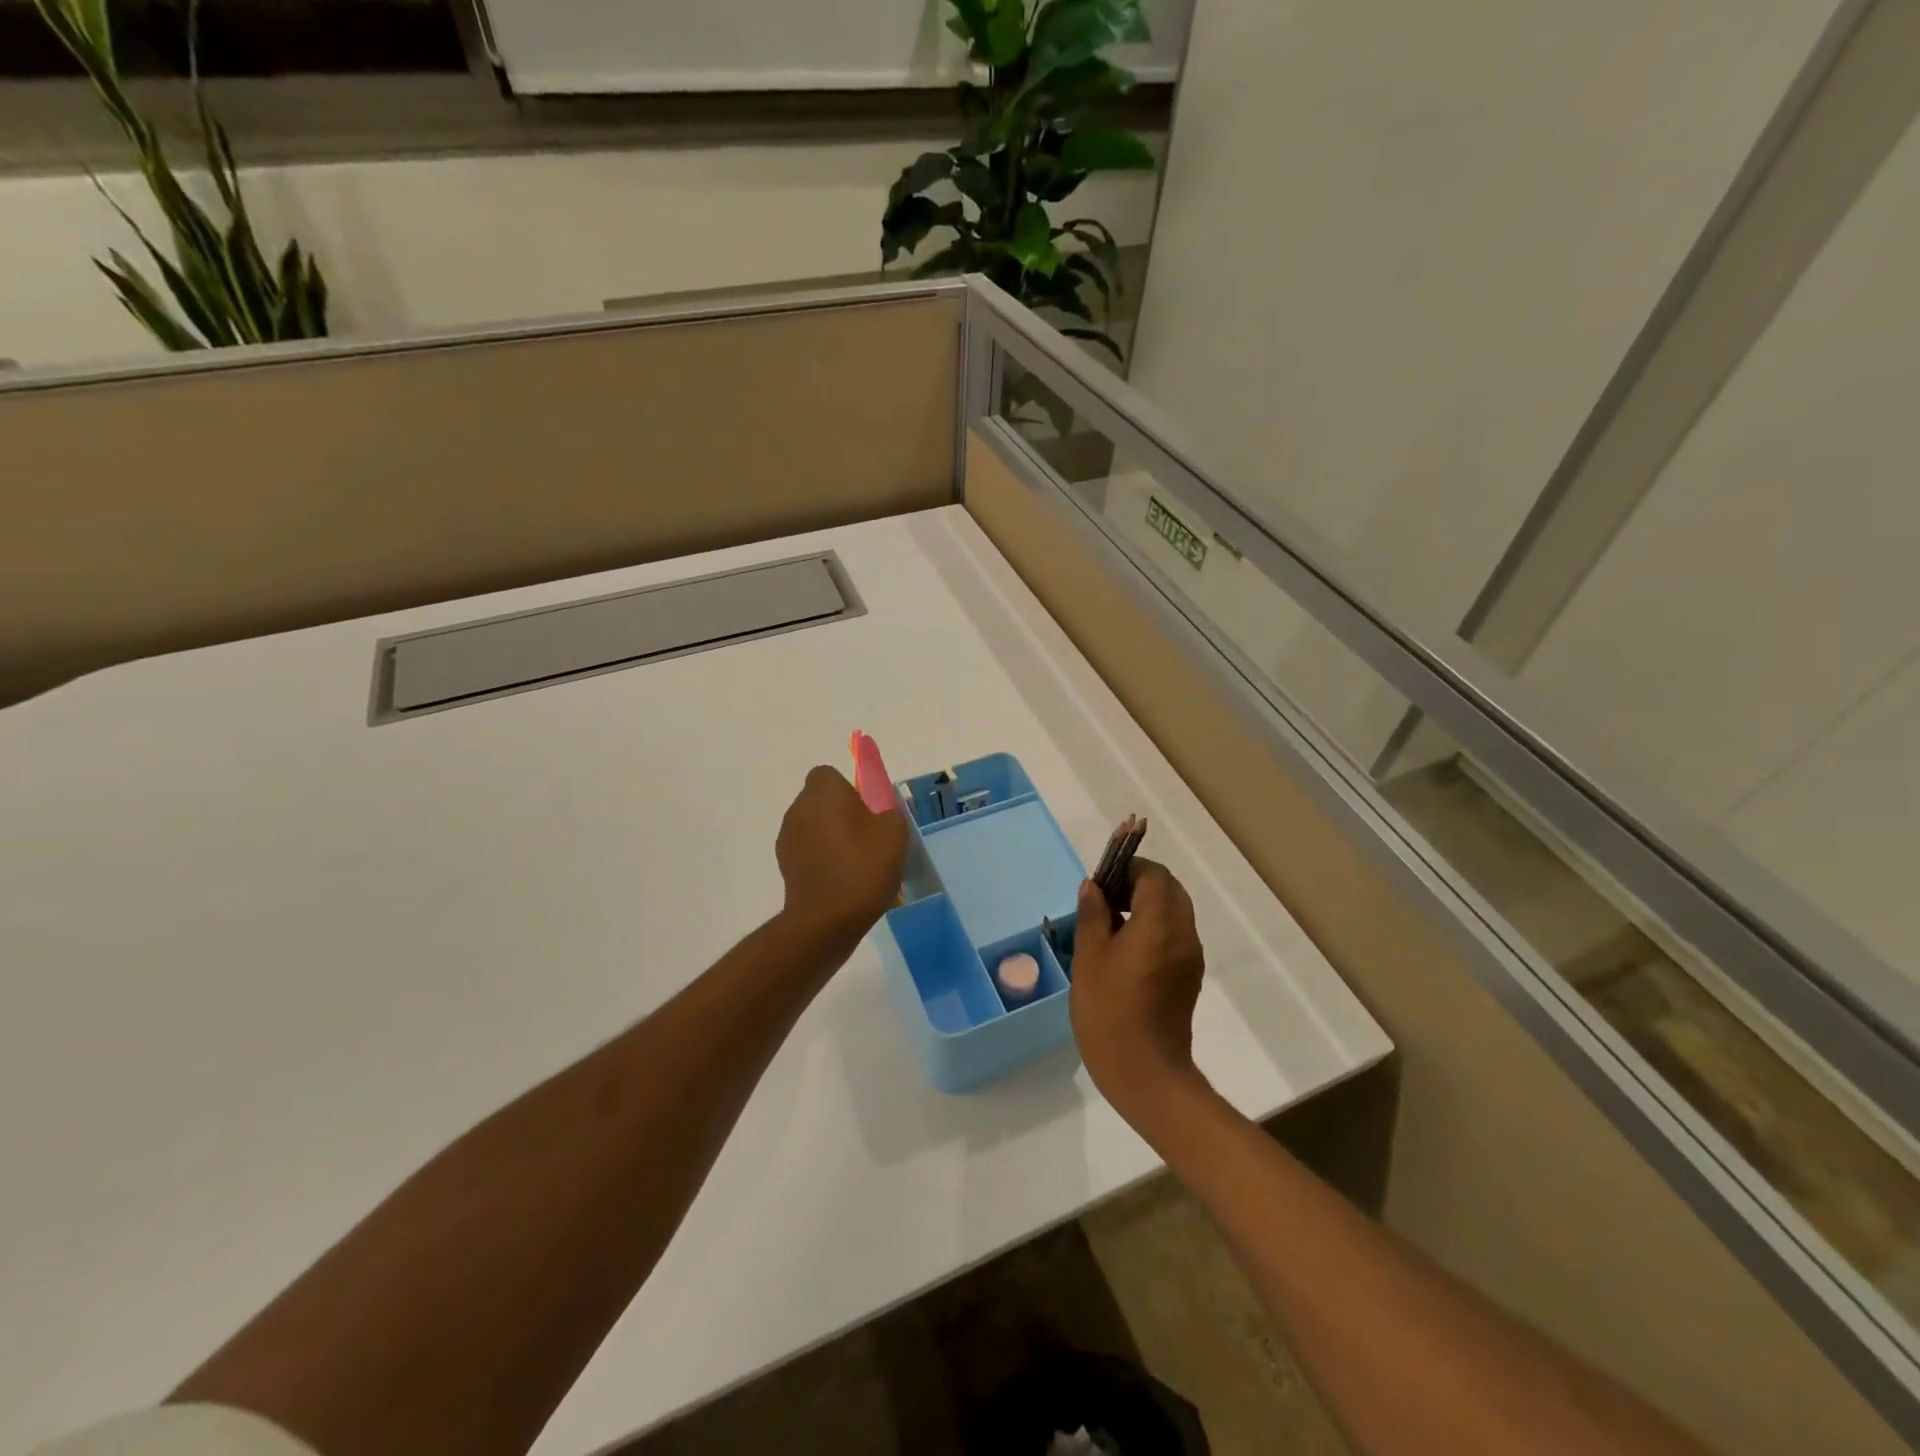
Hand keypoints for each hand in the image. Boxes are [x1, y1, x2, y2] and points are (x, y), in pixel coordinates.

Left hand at [775, 765, 909, 944]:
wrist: (826, 920)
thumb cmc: (863, 867)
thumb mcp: (894, 833)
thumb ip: (888, 812)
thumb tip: (879, 813)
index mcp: (823, 792)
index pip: (829, 775)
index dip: (849, 789)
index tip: (867, 810)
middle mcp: (799, 808)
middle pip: (820, 800)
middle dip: (840, 812)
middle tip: (866, 837)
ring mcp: (787, 837)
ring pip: (813, 825)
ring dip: (829, 835)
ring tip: (854, 862)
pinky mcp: (784, 864)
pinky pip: (807, 850)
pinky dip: (821, 857)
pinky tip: (840, 880)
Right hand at [1070, 859, 1205, 1124]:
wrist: (1145, 1074)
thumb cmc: (1109, 1011)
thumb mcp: (1089, 958)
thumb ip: (1093, 915)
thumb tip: (1094, 887)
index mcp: (1161, 923)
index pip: (1154, 874)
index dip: (1127, 869)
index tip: (1101, 882)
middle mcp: (1184, 934)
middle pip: (1169, 890)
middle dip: (1138, 884)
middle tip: (1104, 901)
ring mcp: (1191, 958)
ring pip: (1174, 913)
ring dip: (1146, 907)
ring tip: (1109, 925)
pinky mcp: (1189, 978)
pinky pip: (1174, 937)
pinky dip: (1154, 929)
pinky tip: (1124, 951)